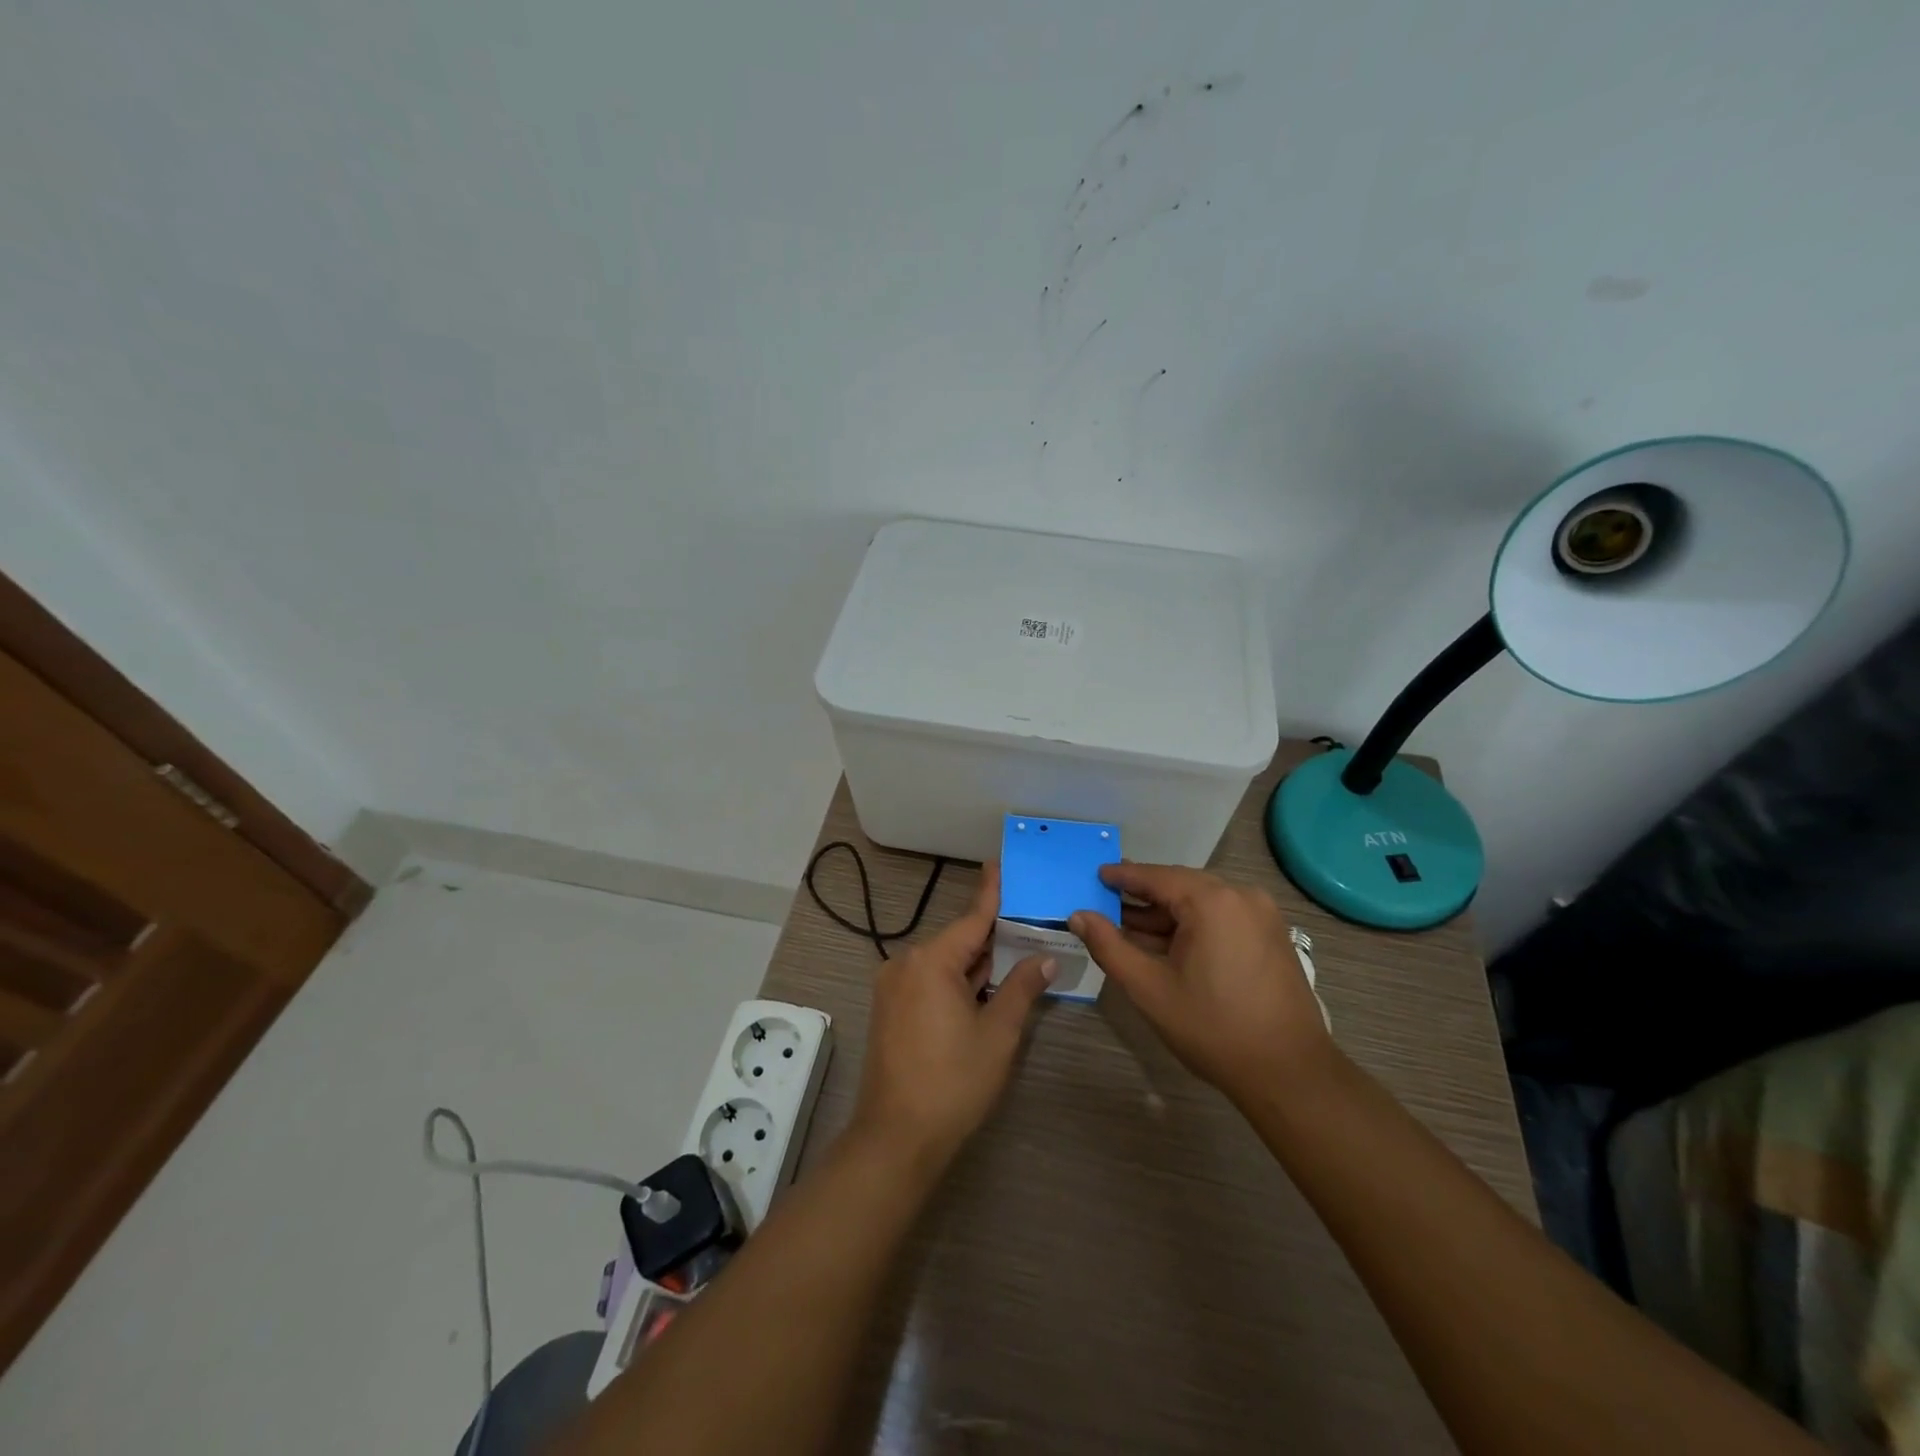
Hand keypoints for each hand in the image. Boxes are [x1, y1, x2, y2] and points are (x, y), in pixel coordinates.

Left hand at [849, 862, 1055, 1171]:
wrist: (896, 1138)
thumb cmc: (953, 1081)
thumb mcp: (998, 1033)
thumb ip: (1022, 987)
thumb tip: (1045, 957)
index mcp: (931, 961)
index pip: (972, 918)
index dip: (991, 892)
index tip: (1001, 864)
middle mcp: (906, 964)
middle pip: (958, 940)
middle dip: (992, 936)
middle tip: (1029, 923)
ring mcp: (894, 987)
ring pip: (944, 964)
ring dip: (976, 964)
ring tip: (1015, 953)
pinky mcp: (890, 1009)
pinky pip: (930, 982)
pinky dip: (958, 982)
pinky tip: (985, 987)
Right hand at [1070, 864, 1331, 1101]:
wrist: (1288, 1073)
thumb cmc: (1213, 1028)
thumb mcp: (1149, 988)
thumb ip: (1109, 946)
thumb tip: (1078, 917)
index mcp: (1212, 901)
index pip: (1156, 876)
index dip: (1122, 877)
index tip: (1095, 876)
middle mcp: (1241, 895)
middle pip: (1180, 885)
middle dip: (1142, 897)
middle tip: (1106, 904)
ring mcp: (1262, 915)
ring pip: (1201, 902)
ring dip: (1166, 914)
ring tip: (1130, 929)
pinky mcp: (1271, 935)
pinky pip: (1222, 916)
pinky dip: (1192, 925)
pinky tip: (1168, 945)